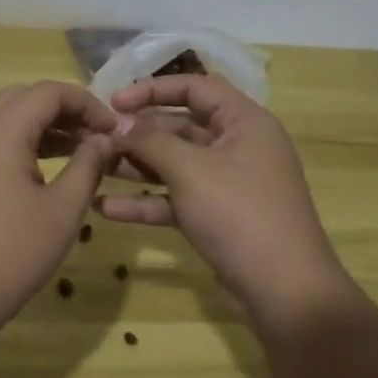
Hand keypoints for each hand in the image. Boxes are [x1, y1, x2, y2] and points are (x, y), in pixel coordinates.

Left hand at [0, 81, 119, 340]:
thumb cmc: (7, 254)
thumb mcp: (61, 211)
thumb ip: (87, 166)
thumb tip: (102, 140)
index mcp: (0, 129)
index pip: (49, 91)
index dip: (87, 103)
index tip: (113, 130)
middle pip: (24, 98)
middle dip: (63, 110)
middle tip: (94, 137)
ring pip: (3, 118)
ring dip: (40, 126)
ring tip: (76, 153)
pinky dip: (18, 143)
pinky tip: (39, 172)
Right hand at [97, 76, 354, 330]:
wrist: (284, 291)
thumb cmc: (238, 213)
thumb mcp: (189, 170)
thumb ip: (150, 141)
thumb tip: (120, 124)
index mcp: (244, 121)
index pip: (195, 87)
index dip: (152, 89)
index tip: (114, 103)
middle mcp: (238, 146)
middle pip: (181, 127)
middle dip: (138, 135)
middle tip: (98, 141)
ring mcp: (228, 183)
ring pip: (175, 165)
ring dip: (136, 168)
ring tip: (94, 170)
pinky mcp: (218, 217)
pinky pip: (178, 199)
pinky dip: (147, 202)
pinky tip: (106, 209)